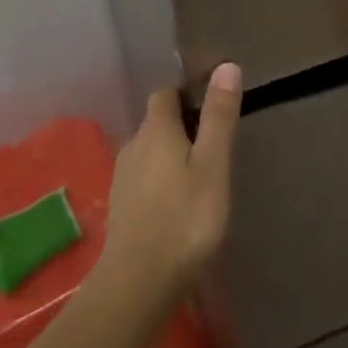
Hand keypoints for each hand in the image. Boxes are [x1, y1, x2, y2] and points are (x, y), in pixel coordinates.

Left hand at [98, 62, 242, 304]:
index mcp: (156, 130)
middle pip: (157, 122)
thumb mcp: (213, 165)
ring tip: (200, 172)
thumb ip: (218, 117)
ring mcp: (122, 178)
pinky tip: (178, 201)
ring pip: (149, 151)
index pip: (165, 94)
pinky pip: (143, 177)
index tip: (211, 103)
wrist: (139, 281)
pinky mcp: (121, 206)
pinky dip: (160, 178)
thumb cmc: (185, 218)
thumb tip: (226, 66)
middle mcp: (133, 146)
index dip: (186, 93)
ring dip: (171, 153)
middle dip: (182, 124)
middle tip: (214, 143)